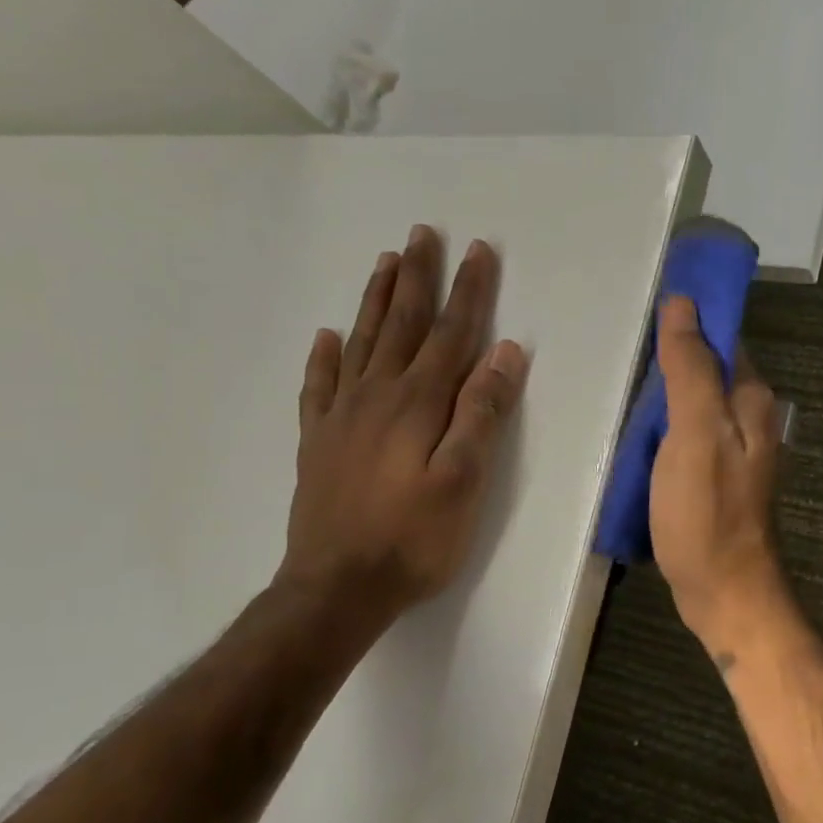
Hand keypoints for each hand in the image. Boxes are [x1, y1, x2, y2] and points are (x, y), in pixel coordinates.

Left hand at [278, 225, 528, 625]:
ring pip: (360, 343)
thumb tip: (504, 352)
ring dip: (374, 300)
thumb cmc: (413, 540)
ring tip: (384, 262)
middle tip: (423, 234)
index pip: (451, 334)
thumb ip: (482, 414)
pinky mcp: (317, 441)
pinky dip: (323, 357)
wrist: (336, 588)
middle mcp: (377, 396)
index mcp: (418, 404)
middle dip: (417, 278)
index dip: (469, 292)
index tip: (479, 252)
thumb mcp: (464, 482)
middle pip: (401, 325)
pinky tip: (325, 337)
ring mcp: (341, 417)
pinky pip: (318, 386)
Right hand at [650, 296, 790, 653]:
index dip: (688, 320)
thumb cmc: (707, 512)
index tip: (644, 311)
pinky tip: (634, 434)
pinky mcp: (713, 477)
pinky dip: (661, 429)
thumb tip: (683, 305)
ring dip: (662, 395)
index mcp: (751, 400)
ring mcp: (732, 451)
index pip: (722, 338)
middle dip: (669, 358)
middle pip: (706, 370)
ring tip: (620, 389)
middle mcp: (749, 419)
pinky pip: (685, 436)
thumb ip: (690, 369)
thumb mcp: (695, 433)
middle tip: (621, 355)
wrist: (723, 591)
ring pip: (693, 404)